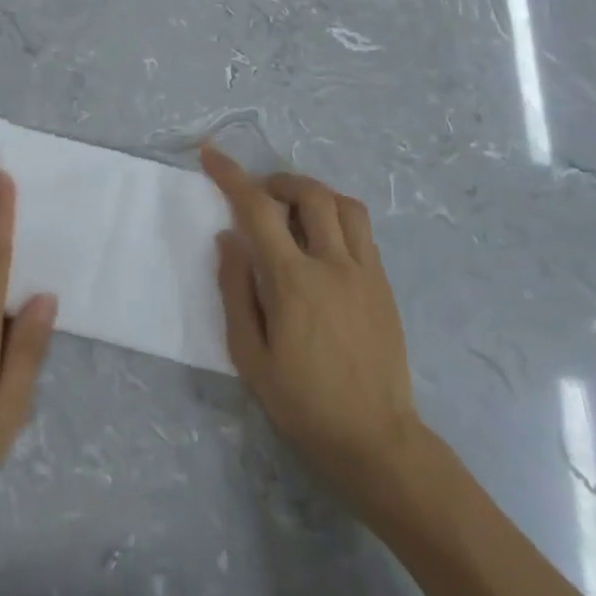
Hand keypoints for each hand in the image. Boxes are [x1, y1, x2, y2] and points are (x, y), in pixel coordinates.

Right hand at [202, 145, 430, 508]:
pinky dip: (337, 216)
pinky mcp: (383, 284)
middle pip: (308, 193)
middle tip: (258, 195)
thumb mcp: (250, 357)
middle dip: (276, 180)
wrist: (375, 439)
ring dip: (312, 193)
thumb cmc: (303, 403)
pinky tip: (322, 241)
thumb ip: (235, 291)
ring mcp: (365, 271)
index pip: (258, 209)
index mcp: (293, 281)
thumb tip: (227, 239)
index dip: (231, 176)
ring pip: (343, 204)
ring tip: (292, 210)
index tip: (212, 155)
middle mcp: (333, 264)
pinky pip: (362, 229)